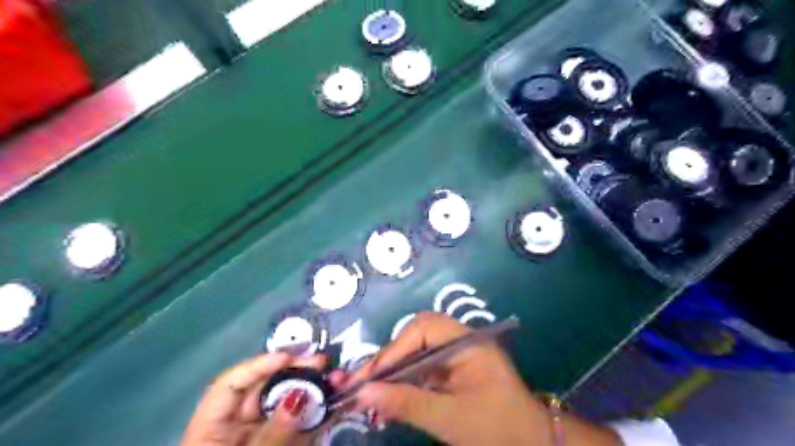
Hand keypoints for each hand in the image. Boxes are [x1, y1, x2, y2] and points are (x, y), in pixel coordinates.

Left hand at [182, 352, 324, 445]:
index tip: (289, 357)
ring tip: (336, 378)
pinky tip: (337, 401)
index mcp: (212, 428)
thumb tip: (299, 397)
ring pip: (287, 402)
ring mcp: (263, 434)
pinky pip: (300, 423)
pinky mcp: (284, 444)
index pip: (231, 384)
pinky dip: (318, 412)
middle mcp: (237, 425)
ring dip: (312, 389)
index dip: (258, 365)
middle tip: (322, 362)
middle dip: (294, 371)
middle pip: (264, 388)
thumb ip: (272, 436)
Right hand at [348, 312, 620, 444]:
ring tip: (368, 394)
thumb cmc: (498, 428)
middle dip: (389, 359)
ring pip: (416, 352)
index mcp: (467, 341)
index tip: (368, 377)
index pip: (423, 330)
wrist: (532, 444)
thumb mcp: (450, 419)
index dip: (393, 350)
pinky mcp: (452, 370)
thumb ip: (406, 403)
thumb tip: (362, 394)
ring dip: (393, 372)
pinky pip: (421, 367)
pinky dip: (403, 382)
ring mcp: (456, 354)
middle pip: (416, 336)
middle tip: (363, 383)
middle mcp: (461, 340)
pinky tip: (388, 399)